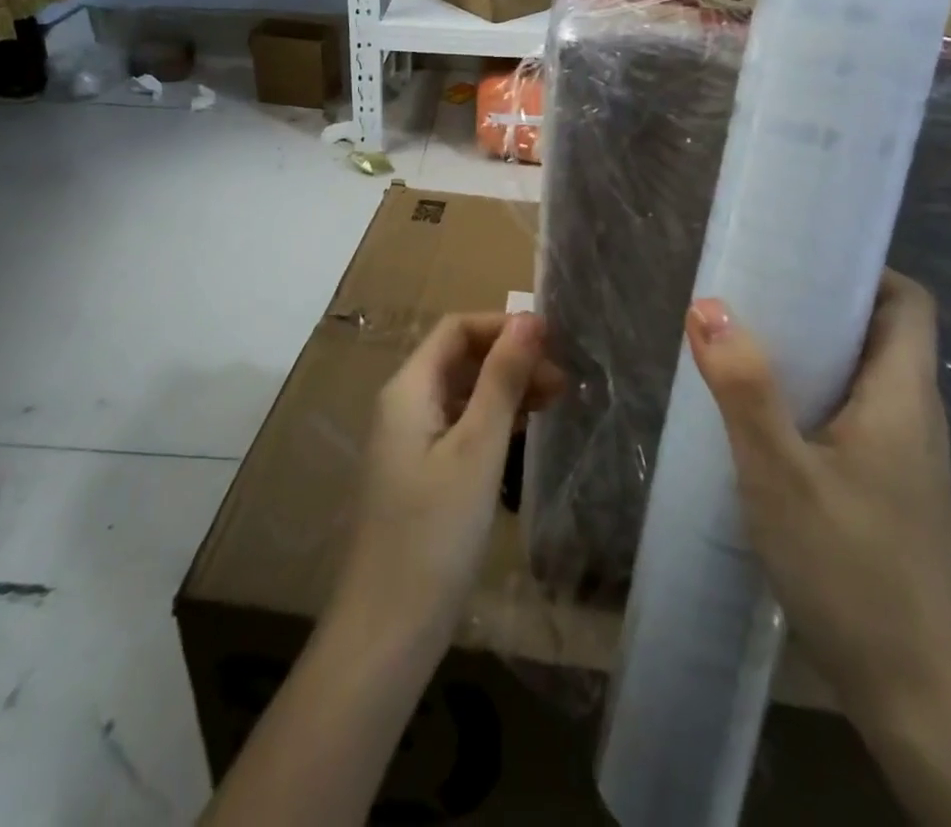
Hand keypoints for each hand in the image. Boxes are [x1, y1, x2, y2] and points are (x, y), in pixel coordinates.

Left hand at [334, 311, 564, 651]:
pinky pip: (459, 425)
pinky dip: (493, 419)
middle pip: (459, 358)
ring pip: (462, 392)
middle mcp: (404, 404)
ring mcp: (410, 440)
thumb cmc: (434, 532)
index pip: (456, 329)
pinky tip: (524, 430)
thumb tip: (530, 319)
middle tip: (563, 380)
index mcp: (408, 388)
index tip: (552, 341)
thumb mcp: (477, 448)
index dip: (502, 326)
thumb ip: (502, 379)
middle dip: (510, 358)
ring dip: (505, 388)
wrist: (388, 631)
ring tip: (556, 400)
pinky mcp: (420, 472)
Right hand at [686, 272, 950, 722]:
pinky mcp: (889, 489)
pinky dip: (814, 394)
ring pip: (864, 375)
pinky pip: (854, 414)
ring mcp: (906, 457)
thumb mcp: (779, 473)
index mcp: (903, 396)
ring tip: (749, 343)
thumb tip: (708, 305)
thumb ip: (743, 387)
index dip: (864, 269)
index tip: (801, 259)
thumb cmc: (850, 570)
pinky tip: (766, 416)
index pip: (909, 303)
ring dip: (814, 351)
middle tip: (755, 295)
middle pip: (882, 332)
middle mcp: (915, 416)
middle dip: (822, 304)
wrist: (916, 696)